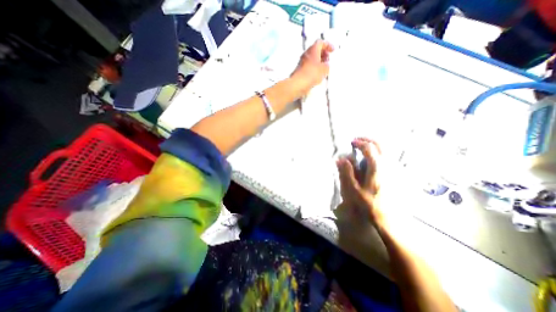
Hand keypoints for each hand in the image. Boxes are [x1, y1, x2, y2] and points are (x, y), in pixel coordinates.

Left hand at [291, 41, 333, 92]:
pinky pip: (308, 67)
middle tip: (328, 60)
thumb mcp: (324, 69)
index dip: (328, 45)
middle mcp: (306, 54)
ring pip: (312, 59)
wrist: (298, 84)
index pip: (321, 43)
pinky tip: (317, 75)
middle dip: (323, 54)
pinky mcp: (300, 71)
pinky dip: (314, 68)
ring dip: (318, 62)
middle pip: (315, 50)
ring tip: (324, 69)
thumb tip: (326, 65)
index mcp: (313, 49)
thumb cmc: (312, 73)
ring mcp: (302, 63)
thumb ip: (327, 65)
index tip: (332, 50)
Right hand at [334, 138, 386, 227]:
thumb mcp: (354, 189)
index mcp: (377, 168)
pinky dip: (380, 151)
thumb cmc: (369, 204)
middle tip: (358, 139)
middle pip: (380, 145)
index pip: (369, 148)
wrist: (389, 218)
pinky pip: (389, 156)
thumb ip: (347, 172)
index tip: (351, 142)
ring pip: (386, 150)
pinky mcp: (397, 174)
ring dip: (375, 144)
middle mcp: (388, 165)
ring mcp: (394, 169)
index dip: (359, 143)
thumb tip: (341, 159)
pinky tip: (374, 156)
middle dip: (368, 140)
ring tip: (365, 145)